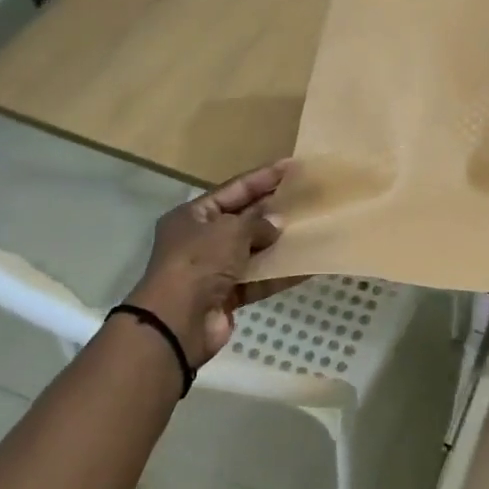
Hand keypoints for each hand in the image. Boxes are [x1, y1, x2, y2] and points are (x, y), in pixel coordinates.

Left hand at [126, 159, 298, 363]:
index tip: (291, 166)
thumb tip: (276, 224)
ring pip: (253, 250)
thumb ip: (257, 223)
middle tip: (305, 196)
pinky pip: (259, 280)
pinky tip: (306, 266)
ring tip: (311, 229)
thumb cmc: (199, 262)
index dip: (262, 177)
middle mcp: (201, 240)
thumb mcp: (229, 231)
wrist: (177, 322)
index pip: (233, 189)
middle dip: (272, 210)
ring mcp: (214, 270)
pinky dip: (279, 274)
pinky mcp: (227, 296)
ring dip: (278, 242)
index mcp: (193, 216)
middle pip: (243, 219)